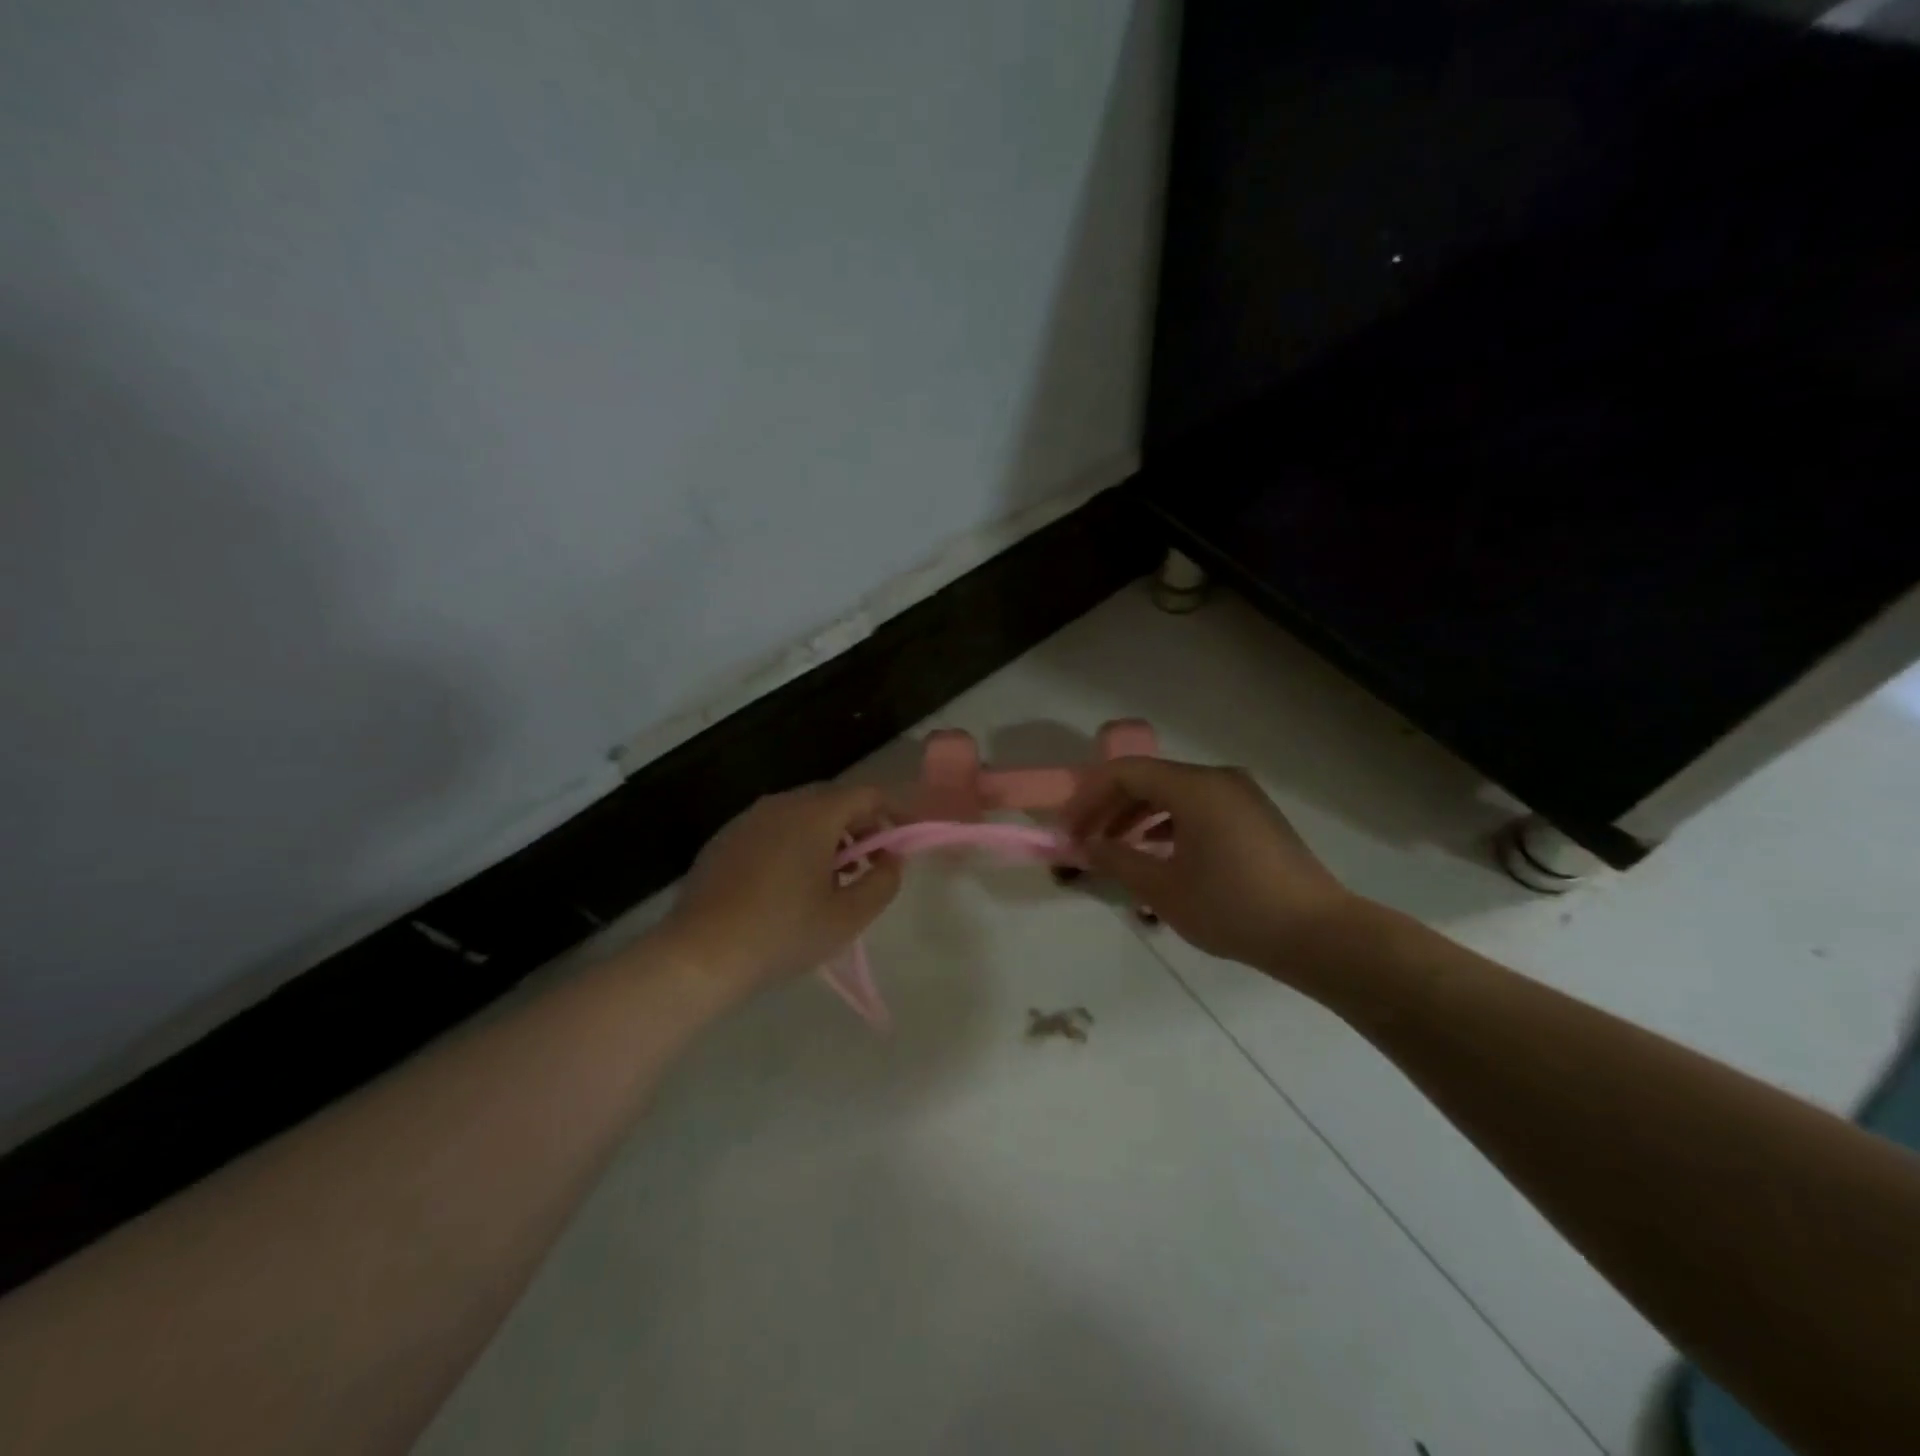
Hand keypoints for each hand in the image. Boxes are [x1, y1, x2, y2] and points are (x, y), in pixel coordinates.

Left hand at [660, 783, 900, 999]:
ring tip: (832, 882)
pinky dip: (795, 845)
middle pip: (834, 801)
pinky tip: (789, 887)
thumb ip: (883, 882)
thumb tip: (892, 860)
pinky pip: (772, 830)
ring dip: (828, 838)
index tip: (905, 841)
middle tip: (871, 866)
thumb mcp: (847, 917)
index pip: (868, 794)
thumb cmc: (782, 932)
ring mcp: (748, 819)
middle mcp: (780, 804)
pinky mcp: (724, 840)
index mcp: (814, 814)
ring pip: (801, 815)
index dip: (894, 812)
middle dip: (861, 827)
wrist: (698, 955)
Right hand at [1066, 757, 1360, 976]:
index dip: (1089, 798)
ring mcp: (1241, 795)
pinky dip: (1169, 823)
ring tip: (1117, 849)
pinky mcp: (1254, 816)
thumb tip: (1087, 846)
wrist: (1318, 934)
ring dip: (1138, 817)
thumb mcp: (1163, 889)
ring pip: (1173, 793)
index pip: (1124, 773)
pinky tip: (1158, 853)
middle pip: (1149, 779)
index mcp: (1194, 787)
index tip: (1069, 830)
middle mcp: (1218, 779)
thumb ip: (1118, 860)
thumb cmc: (1233, 908)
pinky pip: (1198, 807)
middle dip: (1110, 808)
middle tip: (1086, 841)